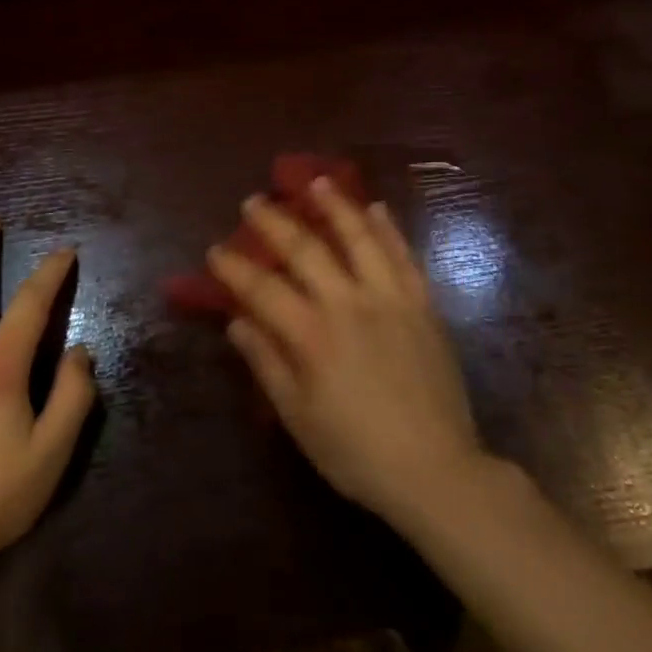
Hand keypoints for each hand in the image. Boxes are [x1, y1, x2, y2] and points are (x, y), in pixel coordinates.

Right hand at [210, 180, 485, 529]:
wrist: (437, 471)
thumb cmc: (357, 452)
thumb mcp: (299, 418)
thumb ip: (267, 364)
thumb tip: (237, 322)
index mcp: (312, 336)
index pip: (262, 289)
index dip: (234, 268)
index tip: (214, 250)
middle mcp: (348, 304)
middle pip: (305, 250)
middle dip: (274, 222)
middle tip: (253, 201)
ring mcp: (390, 299)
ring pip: (359, 238)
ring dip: (335, 206)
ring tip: (317, 180)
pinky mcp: (423, 305)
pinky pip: (404, 256)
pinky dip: (388, 230)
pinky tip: (377, 209)